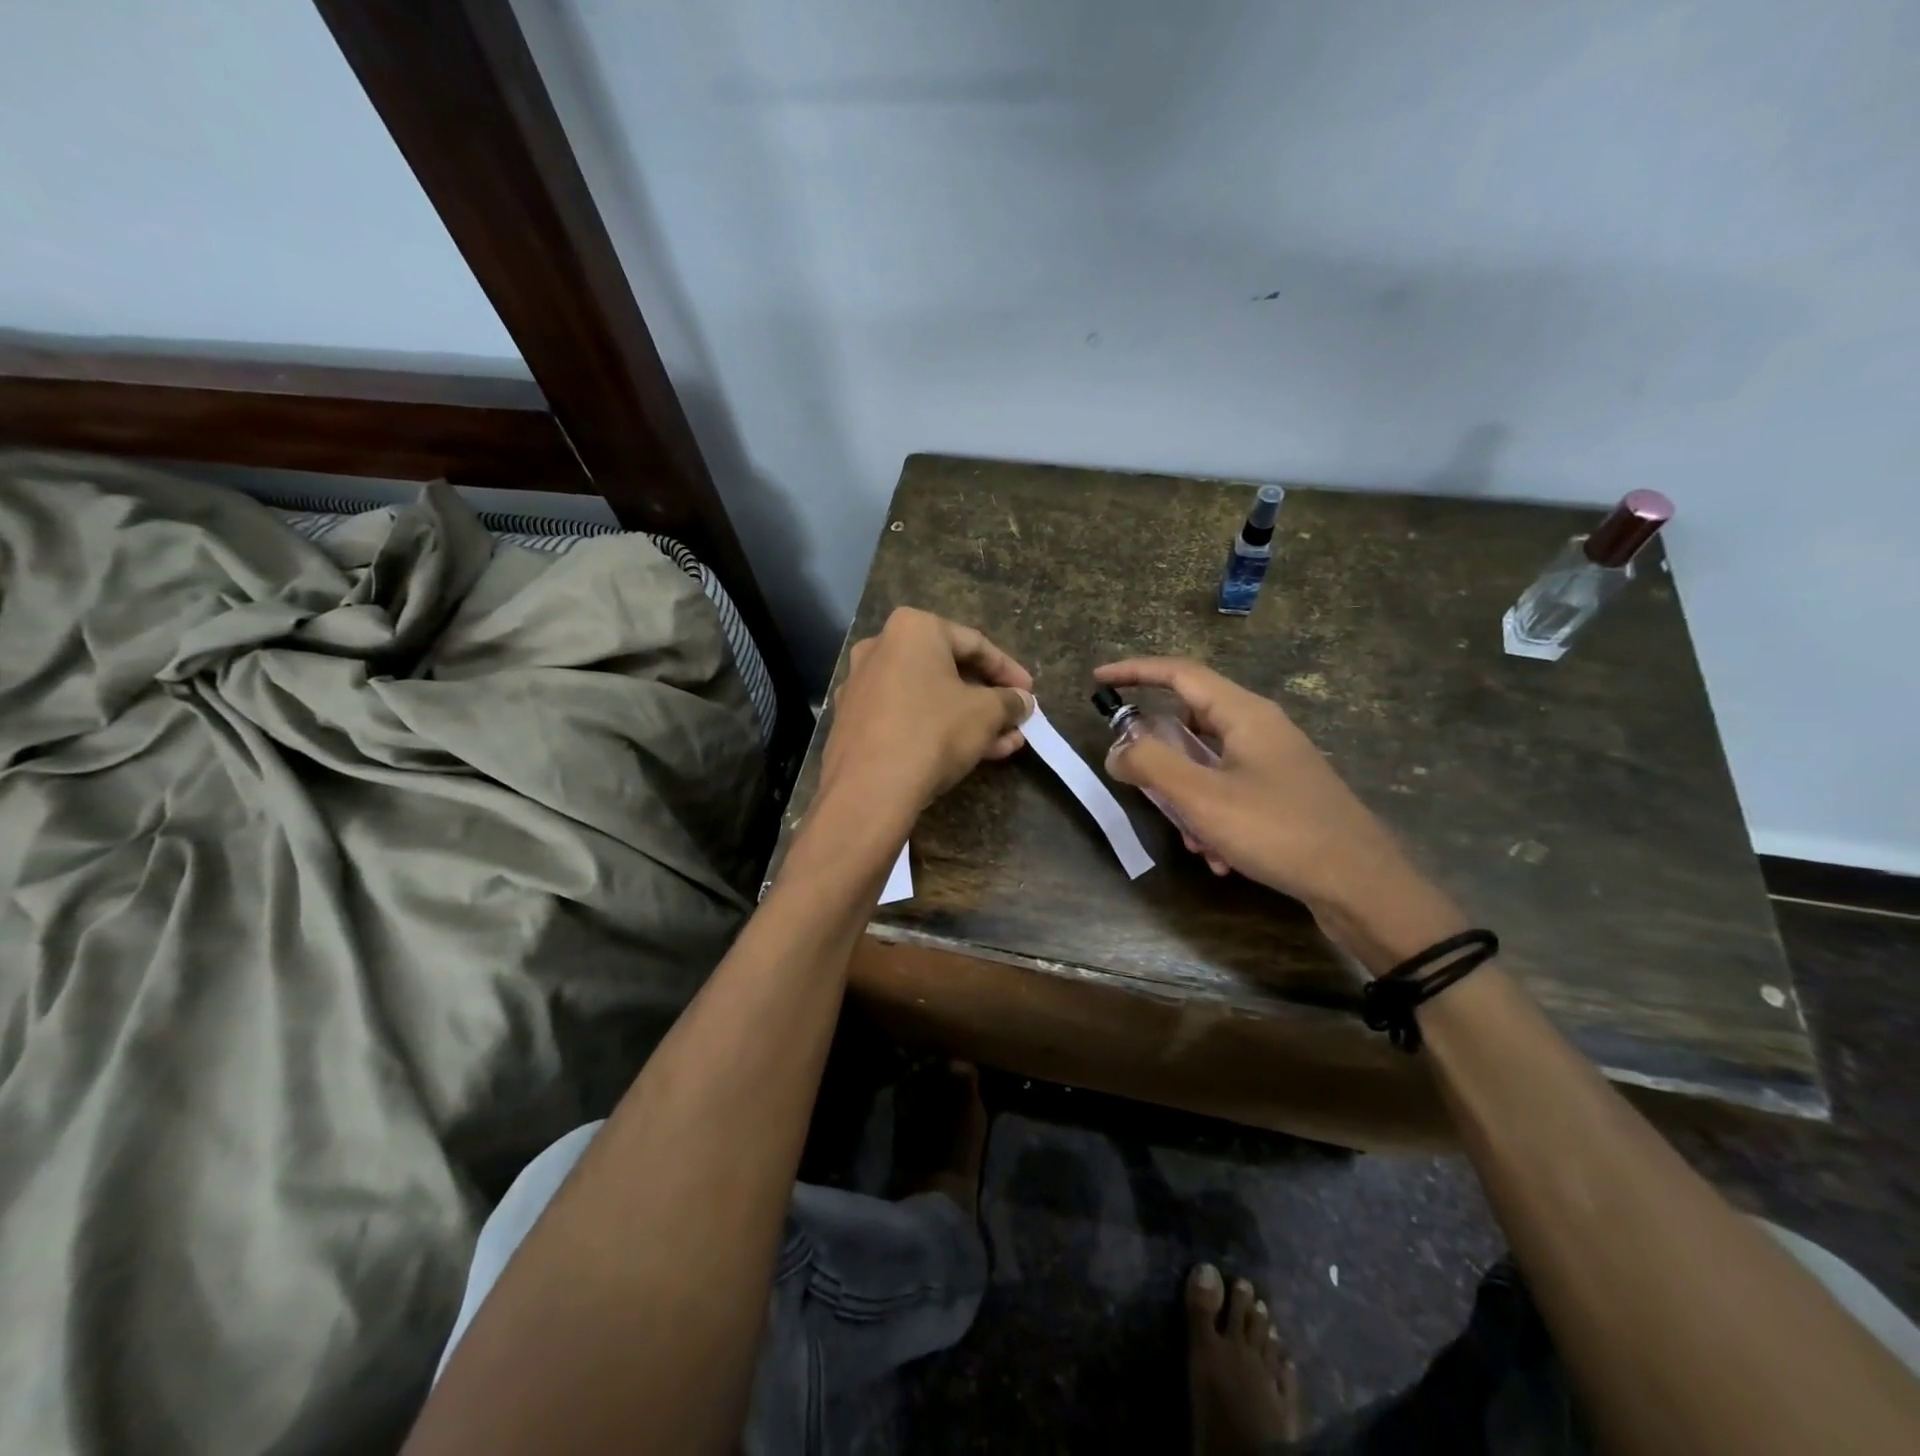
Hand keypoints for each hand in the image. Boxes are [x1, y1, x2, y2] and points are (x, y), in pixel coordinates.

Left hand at [819, 609, 1034, 831]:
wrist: (869, 789)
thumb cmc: (933, 732)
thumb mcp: (986, 714)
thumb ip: (1009, 701)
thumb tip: (1021, 701)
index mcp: (912, 629)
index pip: (974, 644)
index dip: (1008, 671)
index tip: (1030, 693)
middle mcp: (879, 648)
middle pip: (948, 671)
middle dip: (987, 700)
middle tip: (1015, 720)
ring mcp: (861, 686)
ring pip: (927, 697)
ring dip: (968, 719)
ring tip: (1003, 744)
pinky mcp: (852, 722)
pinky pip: (905, 716)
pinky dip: (936, 729)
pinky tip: (968, 754)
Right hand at [1095, 658, 1464, 973]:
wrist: (1361, 885)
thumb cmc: (1277, 830)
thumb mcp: (1201, 796)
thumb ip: (1150, 764)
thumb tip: (1117, 749)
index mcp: (1244, 714)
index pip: (1179, 673)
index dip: (1135, 672)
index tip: (1098, 680)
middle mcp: (1261, 729)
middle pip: (1190, 723)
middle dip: (1160, 760)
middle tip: (1140, 786)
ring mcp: (1275, 762)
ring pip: (1207, 766)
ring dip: (1187, 800)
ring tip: (1193, 840)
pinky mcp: (1283, 794)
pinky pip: (1229, 793)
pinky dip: (1212, 819)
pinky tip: (1219, 857)